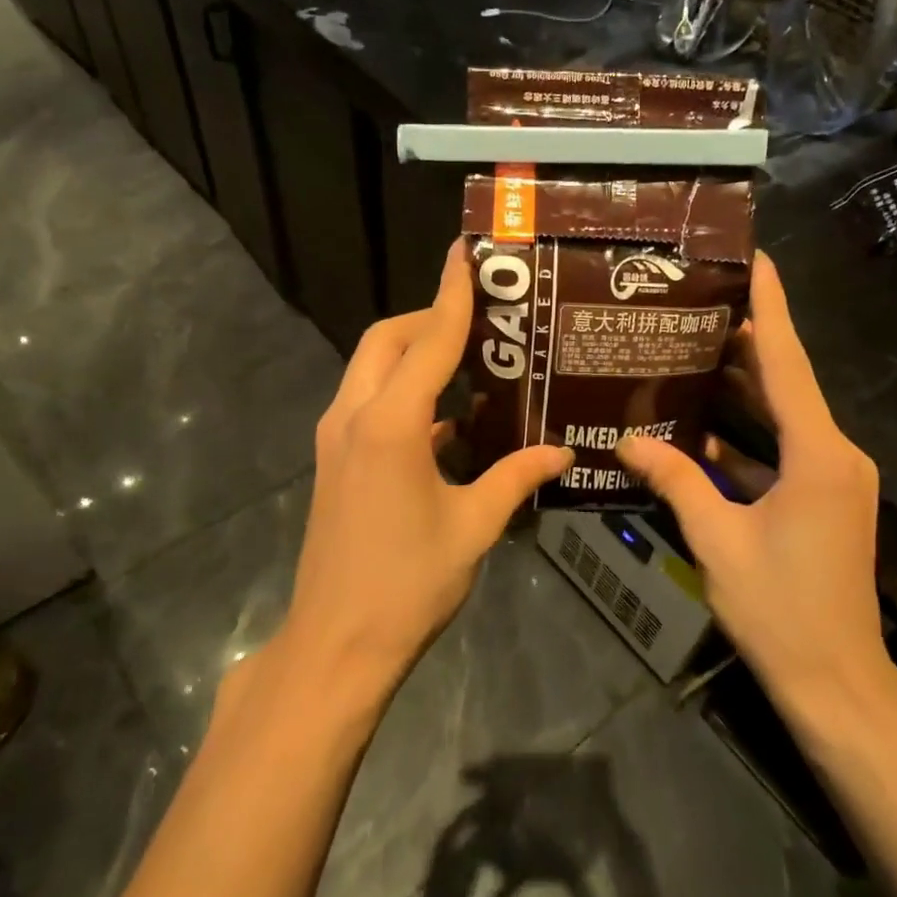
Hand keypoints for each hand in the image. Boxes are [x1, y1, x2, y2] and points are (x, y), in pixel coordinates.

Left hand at [277, 242, 572, 696]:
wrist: (335, 644)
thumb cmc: (408, 584)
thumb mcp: (474, 526)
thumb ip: (517, 477)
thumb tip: (562, 452)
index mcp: (391, 424)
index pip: (428, 340)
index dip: (452, 294)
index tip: (465, 252)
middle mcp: (355, 417)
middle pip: (386, 340)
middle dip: (428, 318)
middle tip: (481, 319)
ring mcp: (336, 439)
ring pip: (371, 369)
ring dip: (412, 354)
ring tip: (468, 360)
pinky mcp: (334, 462)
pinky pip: (369, 404)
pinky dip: (403, 393)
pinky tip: (447, 419)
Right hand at [617, 253, 896, 735]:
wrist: (835, 681)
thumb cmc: (780, 609)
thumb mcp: (718, 541)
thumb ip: (676, 482)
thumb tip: (628, 441)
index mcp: (818, 455)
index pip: (788, 364)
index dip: (771, 307)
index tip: (757, 258)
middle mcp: (834, 455)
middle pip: (786, 383)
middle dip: (746, 342)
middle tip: (698, 302)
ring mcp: (832, 479)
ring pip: (782, 417)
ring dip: (741, 390)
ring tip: (690, 350)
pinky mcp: (823, 500)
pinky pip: (780, 453)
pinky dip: (744, 439)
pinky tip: (698, 429)